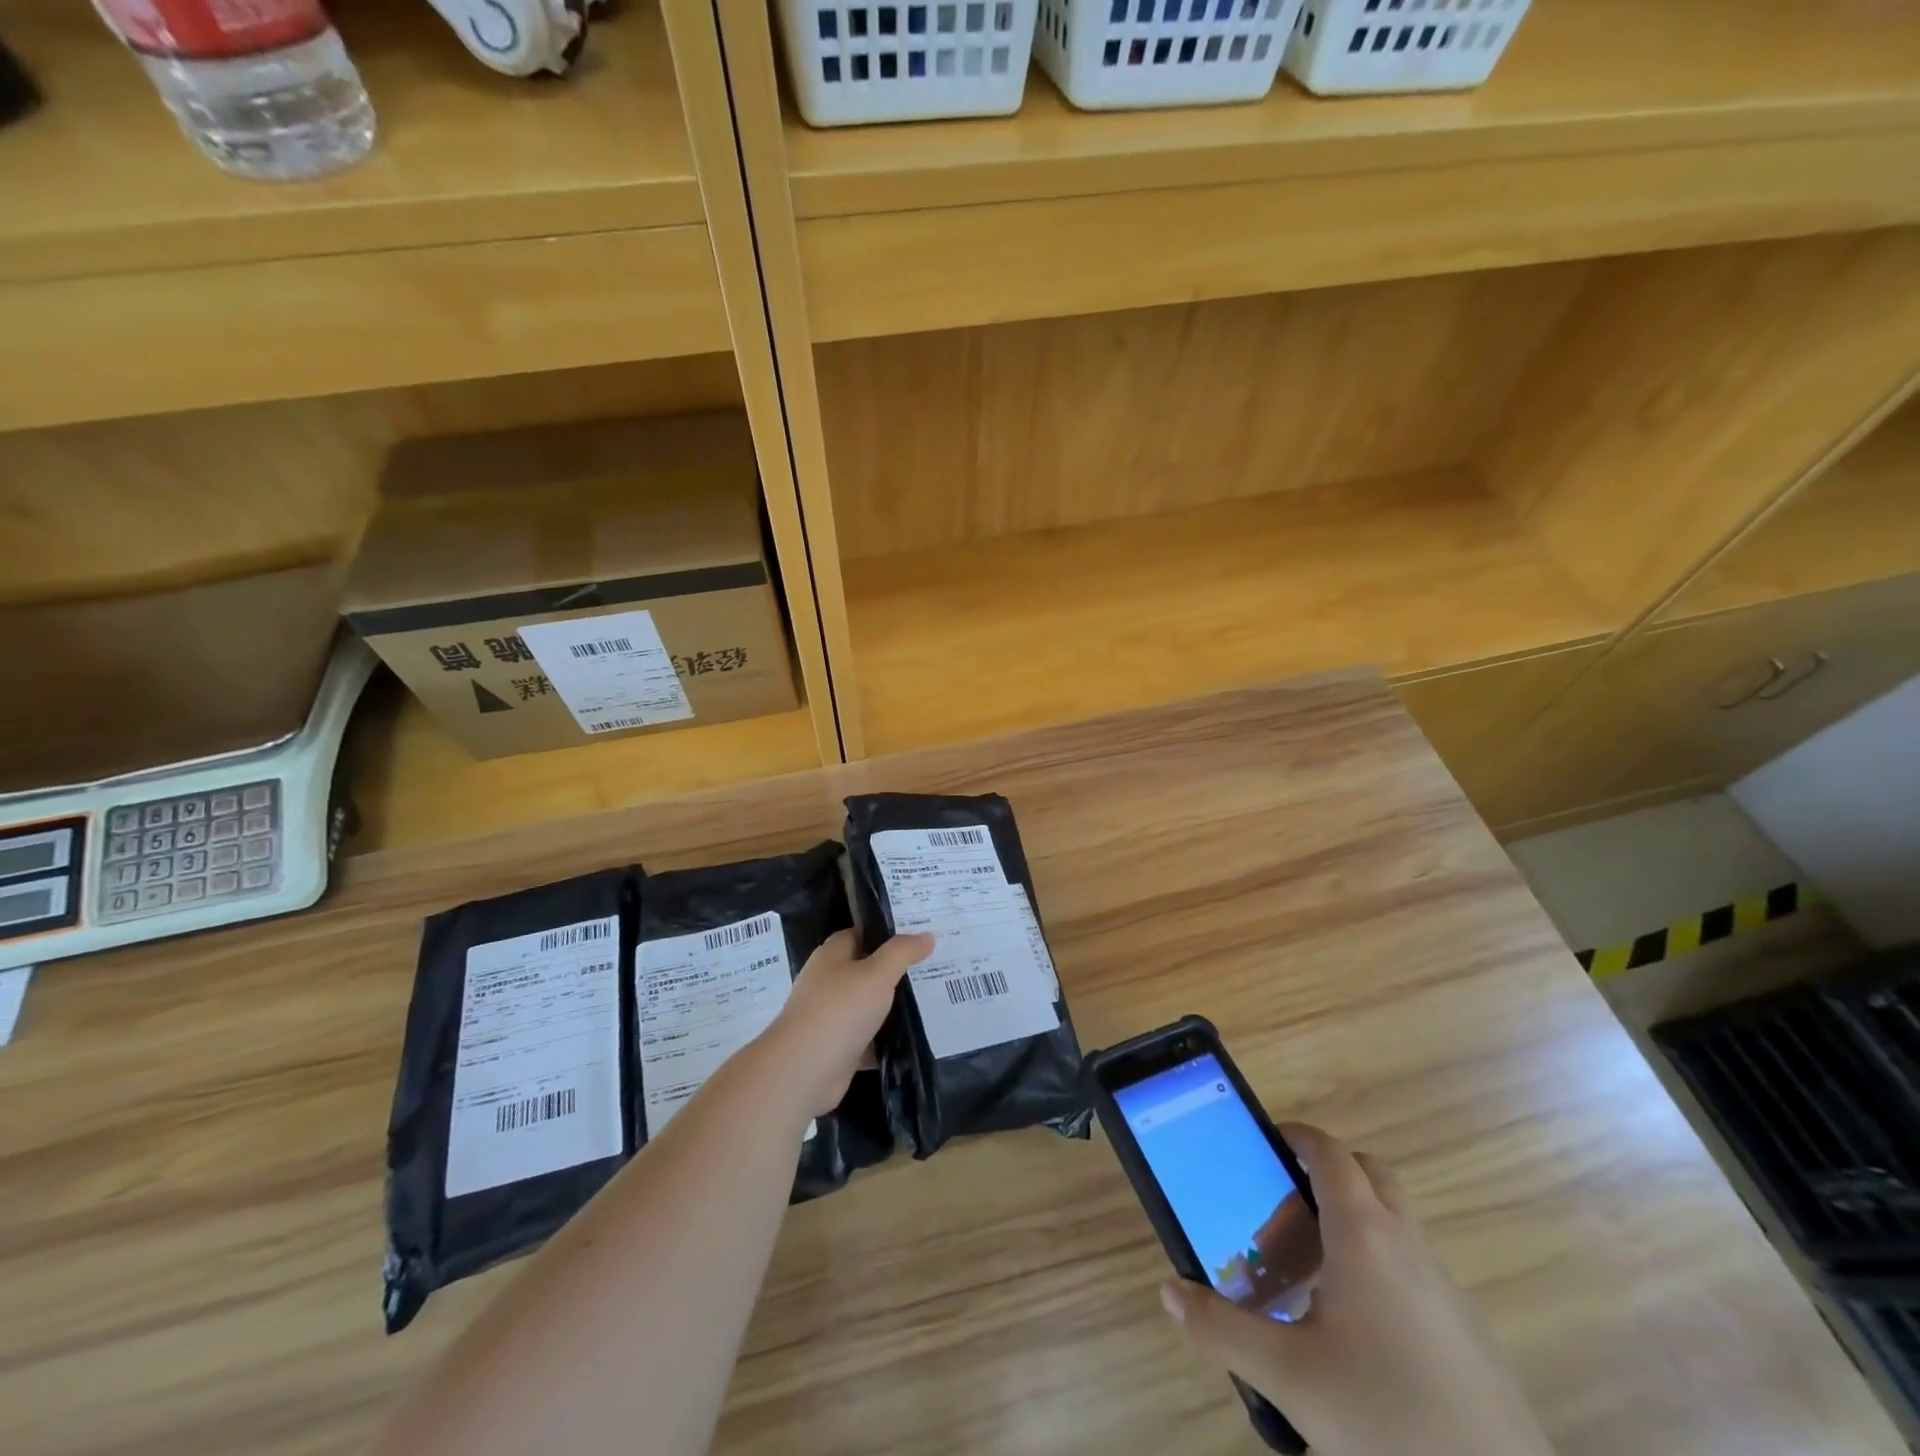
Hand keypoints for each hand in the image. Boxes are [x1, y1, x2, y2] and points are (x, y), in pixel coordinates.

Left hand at [761, 929, 933, 1115]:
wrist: (804, 1070)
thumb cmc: (840, 1010)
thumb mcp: (877, 973)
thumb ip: (902, 952)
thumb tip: (927, 935)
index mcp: (832, 956)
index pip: (861, 934)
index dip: (887, 931)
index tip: (919, 932)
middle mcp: (828, 982)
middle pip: (866, 969)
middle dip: (896, 969)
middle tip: (934, 964)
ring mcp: (831, 1017)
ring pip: (869, 1005)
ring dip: (893, 1006)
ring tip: (933, 999)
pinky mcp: (838, 1048)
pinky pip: (869, 1038)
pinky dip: (888, 1038)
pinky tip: (917, 1037)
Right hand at [1159, 1124, 1554, 1455]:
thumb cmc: (1387, 1418)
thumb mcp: (1290, 1378)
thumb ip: (1223, 1329)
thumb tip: (1169, 1291)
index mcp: (1364, 1235)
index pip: (1330, 1152)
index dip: (1297, 1136)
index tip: (1263, 1142)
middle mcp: (1408, 1245)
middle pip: (1369, 1173)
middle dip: (1325, 1173)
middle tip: (1284, 1204)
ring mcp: (1446, 1287)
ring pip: (1395, 1221)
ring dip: (1353, 1221)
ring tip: (1310, 1273)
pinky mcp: (1469, 1330)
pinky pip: (1415, 1267)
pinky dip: (1381, 1266)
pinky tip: (1357, 1331)